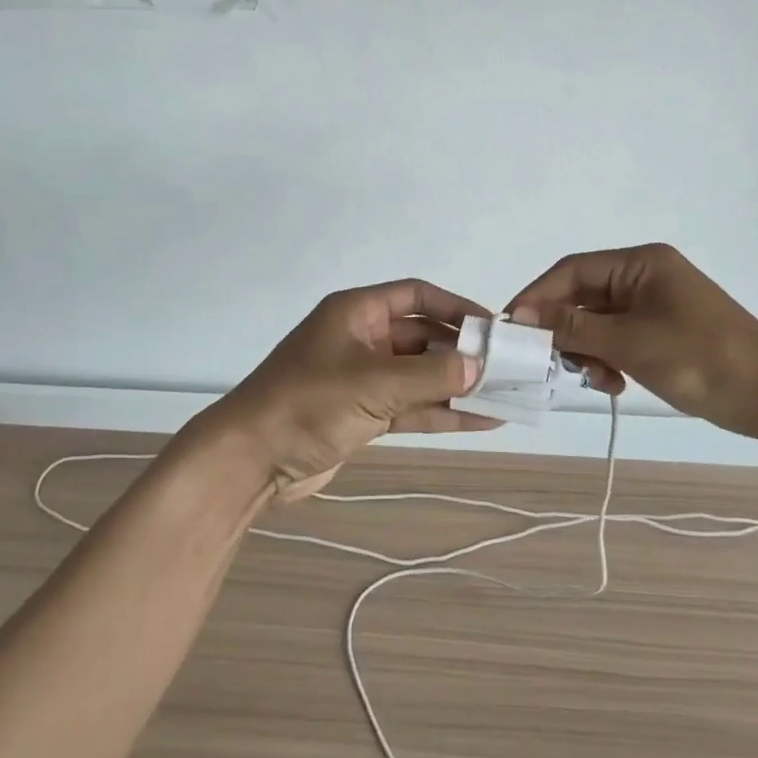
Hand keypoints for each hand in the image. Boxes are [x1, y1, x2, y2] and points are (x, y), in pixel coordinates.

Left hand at [196, 279, 497, 502]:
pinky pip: (411, 407)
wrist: (249, 460)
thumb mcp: (372, 383)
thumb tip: (479, 366)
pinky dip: (442, 414)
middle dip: (462, 353)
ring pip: (420, 376)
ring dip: (458, 387)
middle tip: (508, 368)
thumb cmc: (308, 403)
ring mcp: (362, 379)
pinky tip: (482, 421)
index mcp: (356, 312)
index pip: (417, 296)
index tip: (493, 327)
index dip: (456, 308)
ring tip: (506, 396)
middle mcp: (362, 339)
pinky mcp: (362, 415)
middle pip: (422, 338)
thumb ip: (429, 376)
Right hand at [507, 244, 757, 441]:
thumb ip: (573, 327)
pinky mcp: (661, 332)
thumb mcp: (630, 342)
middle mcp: (643, 276)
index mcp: (640, 263)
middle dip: (564, 330)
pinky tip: (614, 384)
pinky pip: (617, 339)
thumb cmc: (701, 358)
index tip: (512, 327)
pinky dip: (608, 359)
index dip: (538, 296)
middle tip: (548, 362)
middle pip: (583, 297)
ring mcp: (653, 305)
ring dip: (587, 350)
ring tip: (596, 380)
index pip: (572, 270)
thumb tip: (522, 316)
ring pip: (597, 322)